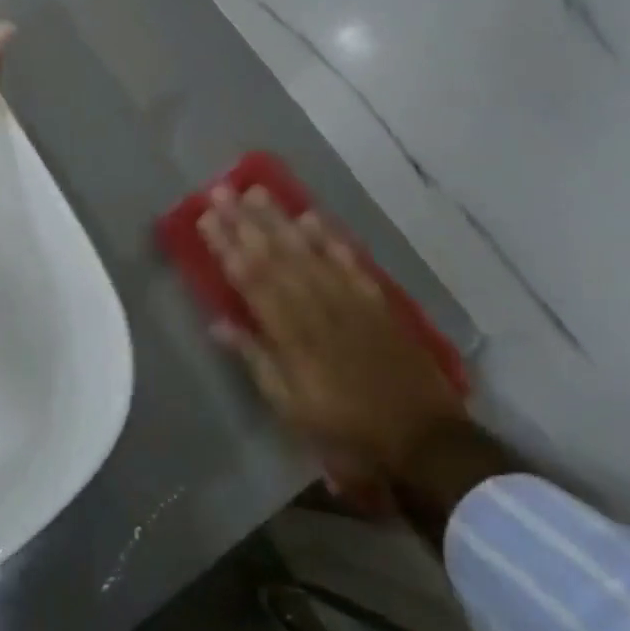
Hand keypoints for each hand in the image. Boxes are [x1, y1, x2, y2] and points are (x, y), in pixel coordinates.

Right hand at [199, 187, 469, 498]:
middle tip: (221, 191)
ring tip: (256, 191)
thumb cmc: (346, 430)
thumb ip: (256, 360)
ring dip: (280, 220)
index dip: (227, 247)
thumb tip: (218, 323)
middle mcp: (318, 307)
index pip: (252, 280)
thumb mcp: (290, 408)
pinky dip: (329, 238)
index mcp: (292, 335)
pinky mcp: (376, 302)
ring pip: (308, 251)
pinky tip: (310, 217)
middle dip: (245, 222)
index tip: (205, 218)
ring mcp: (349, 301)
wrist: (424, 439)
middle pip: (275, 256)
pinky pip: (349, 262)